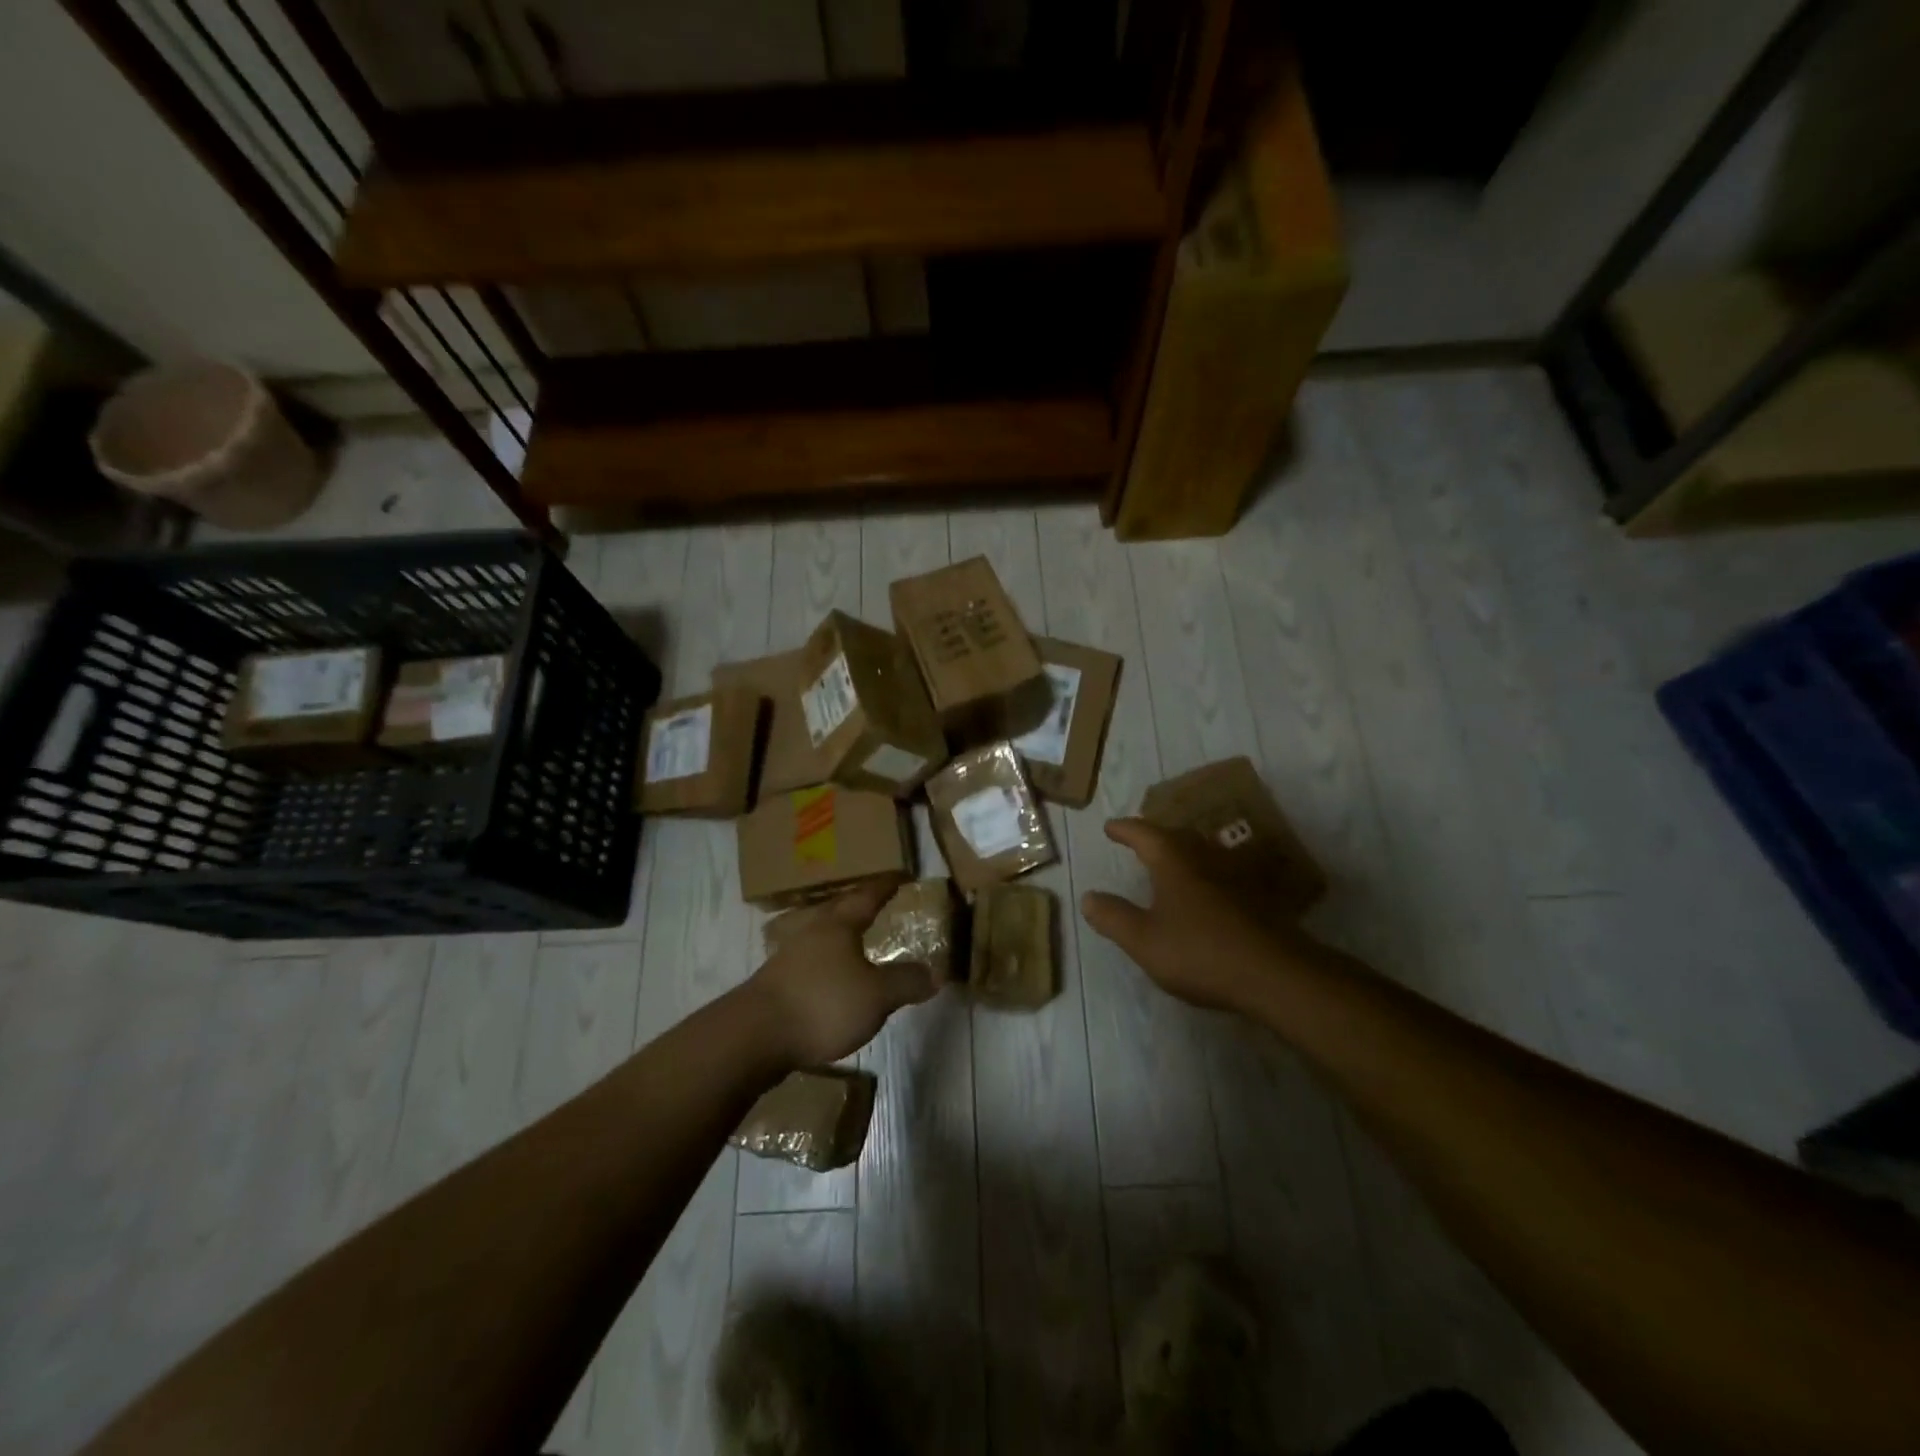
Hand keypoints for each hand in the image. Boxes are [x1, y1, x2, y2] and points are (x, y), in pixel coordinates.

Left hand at [747, 878, 938, 1066]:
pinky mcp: (776, 984)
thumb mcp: (877, 996)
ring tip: (857, 943)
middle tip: (879, 905)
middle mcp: (812, 932)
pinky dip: (827, 965)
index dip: (885, 887)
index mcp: (838, 925)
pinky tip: (833, 981)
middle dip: (859, 907)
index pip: (867, 897)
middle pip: (839, 911)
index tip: (900, 876)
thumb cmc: (822, 1003)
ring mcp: (789, 957)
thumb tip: (934, 972)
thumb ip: (906, 982)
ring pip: (821, 937)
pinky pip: (811, 964)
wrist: (754, 1036)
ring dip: (840, 937)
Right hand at [1080, 819, 1303, 1012]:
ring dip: (1184, 851)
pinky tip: (1209, 891)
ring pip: (1204, 852)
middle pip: (1177, 836)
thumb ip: (1113, 917)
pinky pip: (1224, 874)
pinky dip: (1208, 874)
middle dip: (1156, 835)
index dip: (1125, 829)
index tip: (1110, 827)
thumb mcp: (1144, 940)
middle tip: (1141, 838)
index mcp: (1174, 861)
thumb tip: (1088, 896)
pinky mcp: (1258, 898)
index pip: (1144, 833)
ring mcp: (1236, 876)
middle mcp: (1205, 858)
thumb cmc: (1201, 952)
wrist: (1276, 975)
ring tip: (1172, 860)